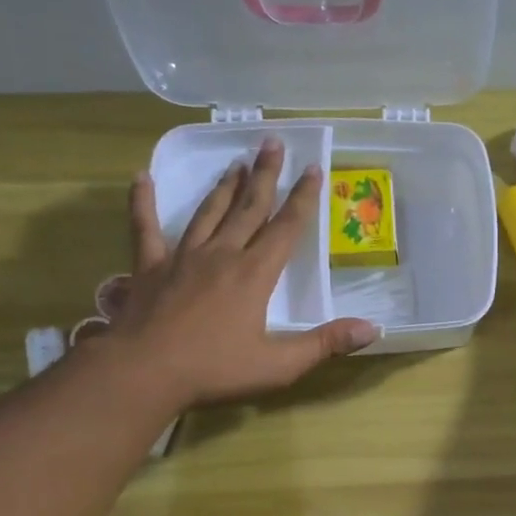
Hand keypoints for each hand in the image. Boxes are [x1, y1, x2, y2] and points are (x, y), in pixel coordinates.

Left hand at [91, 139, 378, 417]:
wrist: (143, 373)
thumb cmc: (215, 370)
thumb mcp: (279, 364)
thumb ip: (325, 344)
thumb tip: (373, 329)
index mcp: (255, 274)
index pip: (286, 227)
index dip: (303, 198)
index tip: (313, 167)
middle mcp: (222, 254)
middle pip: (249, 208)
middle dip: (265, 175)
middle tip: (272, 143)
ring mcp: (182, 257)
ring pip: (208, 212)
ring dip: (225, 187)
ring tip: (236, 163)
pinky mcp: (148, 267)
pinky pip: (144, 228)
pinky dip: (143, 202)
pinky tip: (141, 178)